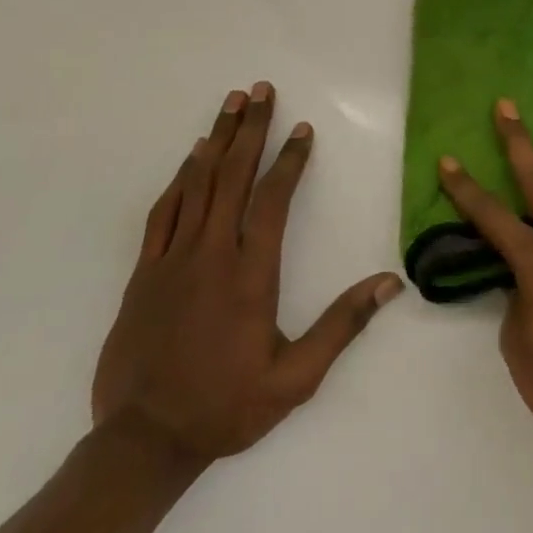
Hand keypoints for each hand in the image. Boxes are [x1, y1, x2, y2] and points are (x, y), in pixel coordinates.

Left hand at [92, 83, 403, 465]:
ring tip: (230, 105)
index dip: (289, 161)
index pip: (272, 201)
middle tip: (260, 90)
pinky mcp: (143, 274)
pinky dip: (179, 179)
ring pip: (196, 185)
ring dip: (216, 141)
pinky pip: (163, 213)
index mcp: (250, 274)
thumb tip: (390, 283)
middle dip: (250, 129)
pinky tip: (190, 158)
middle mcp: (211, 255)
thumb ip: (342, 326)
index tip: (302, 129)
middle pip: (231, 177)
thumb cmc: (226, 407)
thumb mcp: (296, 379)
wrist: (141, 443)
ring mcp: (172, 261)